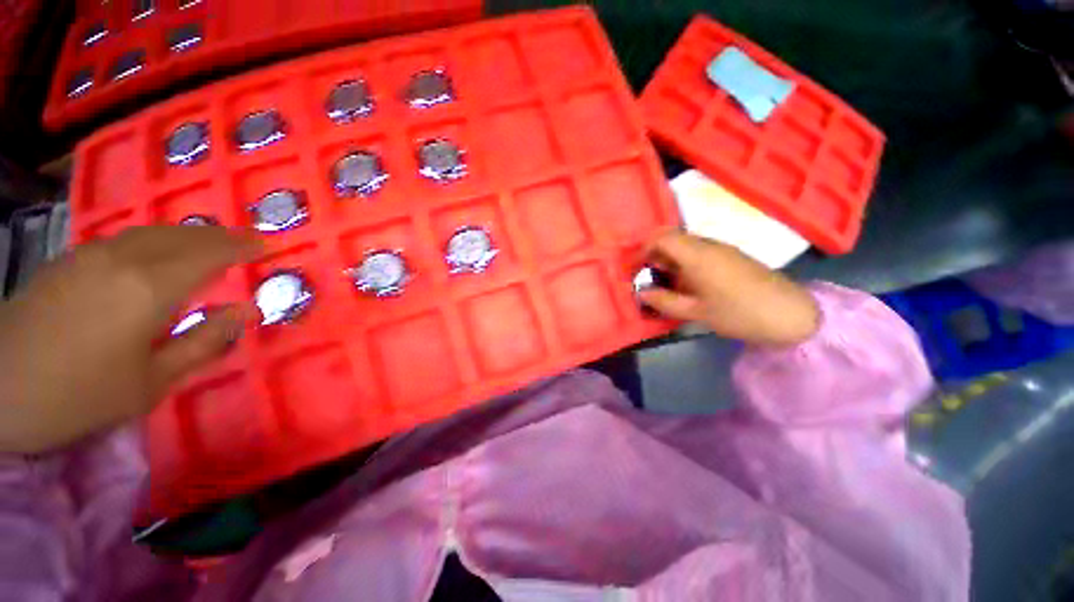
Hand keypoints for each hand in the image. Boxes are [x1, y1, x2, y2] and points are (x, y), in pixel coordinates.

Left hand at [0, 226, 261, 453]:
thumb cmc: (79, 395)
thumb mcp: (151, 382)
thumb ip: (203, 342)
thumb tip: (244, 311)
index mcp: (150, 288)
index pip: (210, 254)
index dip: (242, 247)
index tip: (267, 245)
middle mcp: (124, 259)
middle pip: (183, 236)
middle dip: (221, 236)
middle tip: (247, 242)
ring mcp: (92, 255)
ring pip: (154, 232)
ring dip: (190, 235)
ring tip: (211, 243)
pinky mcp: (71, 260)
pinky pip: (128, 238)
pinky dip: (158, 239)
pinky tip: (160, 252)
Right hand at [637, 232, 819, 346]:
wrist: (790, 314)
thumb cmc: (738, 314)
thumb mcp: (696, 312)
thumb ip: (664, 301)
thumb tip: (641, 293)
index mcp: (698, 256)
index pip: (662, 237)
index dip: (644, 248)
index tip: (636, 268)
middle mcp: (709, 245)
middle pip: (673, 238)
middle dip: (655, 255)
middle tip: (648, 278)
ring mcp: (722, 249)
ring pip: (686, 246)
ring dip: (670, 260)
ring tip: (666, 285)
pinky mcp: (731, 256)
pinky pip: (700, 252)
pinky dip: (685, 264)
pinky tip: (688, 285)